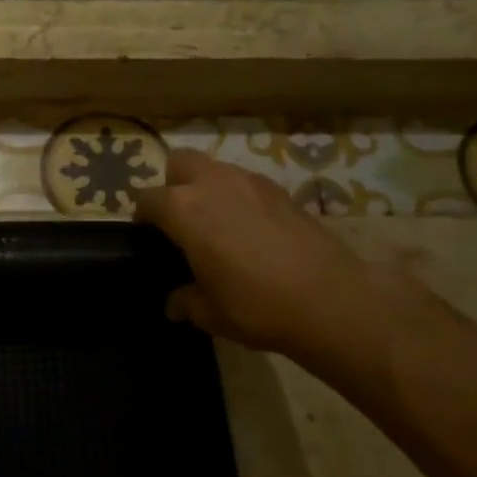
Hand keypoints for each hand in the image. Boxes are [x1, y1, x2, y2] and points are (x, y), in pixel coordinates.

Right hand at [132, 150, 379, 359]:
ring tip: (217, 224)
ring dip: (208, 187)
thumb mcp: (209, 313)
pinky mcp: (282, 191)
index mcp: (183, 209)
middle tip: (181, 220)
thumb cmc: (256, 306)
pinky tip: (251, 230)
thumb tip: (174, 304)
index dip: (143, 218)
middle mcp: (212, 184)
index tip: (149, 238)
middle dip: (173, 184)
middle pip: (180, 163)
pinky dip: (240, 197)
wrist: (332, 302)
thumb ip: (185, 301)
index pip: (146, 199)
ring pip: (215, 168)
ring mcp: (250, 182)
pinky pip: (247, 183)